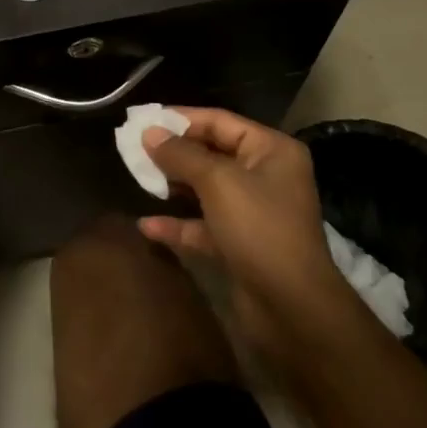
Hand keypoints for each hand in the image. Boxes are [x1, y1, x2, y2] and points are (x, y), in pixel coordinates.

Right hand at [139, 109, 351, 357]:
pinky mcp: (240, 245)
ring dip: (173, 185)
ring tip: (137, 178)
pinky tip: (147, 225)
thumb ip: (181, 154)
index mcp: (271, 150)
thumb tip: (149, 132)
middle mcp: (265, 176)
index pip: (220, 121)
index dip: (181, 118)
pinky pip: (204, 225)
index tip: (143, 119)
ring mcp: (253, 212)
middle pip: (211, 153)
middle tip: (133, 149)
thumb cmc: (259, 228)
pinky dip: (178, 223)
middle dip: (173, 152)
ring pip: (205, 189)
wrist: (293, 309)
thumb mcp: (217, 182)